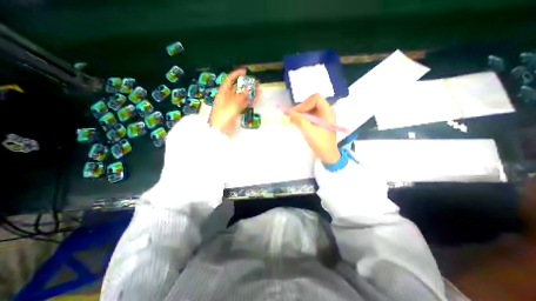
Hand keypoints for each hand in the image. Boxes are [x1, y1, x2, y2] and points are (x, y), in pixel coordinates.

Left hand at [209, 68, 259, 135]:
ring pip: (243, 96)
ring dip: (250, 93)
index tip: (244, 72)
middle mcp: (228, 97)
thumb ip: (239, 98)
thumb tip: (247, 89)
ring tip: (259, 89)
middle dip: (246, 84)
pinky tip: (256, 98)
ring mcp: (233, 104)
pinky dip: (250, 101)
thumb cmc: (222, 117)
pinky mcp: (237, 111)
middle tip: (255, 82)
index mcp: (223, 93)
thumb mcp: (230, 106)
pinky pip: (244, 104)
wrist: (219, 131)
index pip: (229, 80)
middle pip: (238, 88)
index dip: (236, 74)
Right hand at [287, 94, 340, 163]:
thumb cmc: (320, 143)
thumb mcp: (308, 131)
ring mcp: (323, 116)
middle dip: (301, 108)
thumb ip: (298, 120)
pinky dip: (303, 116)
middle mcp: (326, 111)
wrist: (327, 155)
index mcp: (327, 111)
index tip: (296, 112)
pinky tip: (297, 122)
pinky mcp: (319, 121)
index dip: (305, 103)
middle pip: (312, 102)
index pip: (316, 98)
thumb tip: (287, 111)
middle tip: (292, 115)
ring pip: (310, 108)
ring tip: (293, 119)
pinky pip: (310, 114)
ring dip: (301, 112)